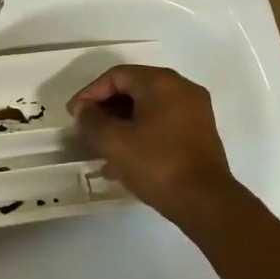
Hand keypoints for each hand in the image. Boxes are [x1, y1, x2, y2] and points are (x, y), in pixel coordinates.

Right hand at [68, 65, 249, 233]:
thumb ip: (91, 119)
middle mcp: (182, 88)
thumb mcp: (113, 141)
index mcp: (161, 82)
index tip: (74, 115)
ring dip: (122, 121)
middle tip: (86, 127)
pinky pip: (163, 122)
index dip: (90, 93)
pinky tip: (125, 155)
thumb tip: (85, 111)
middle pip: (134, 88)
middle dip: (106, 107)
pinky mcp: (200, 133)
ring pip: (148, 107)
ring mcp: (195, 111)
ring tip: (101, 144)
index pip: (116, 76)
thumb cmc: (156, 163)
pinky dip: (141, 131)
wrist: (205, 202)